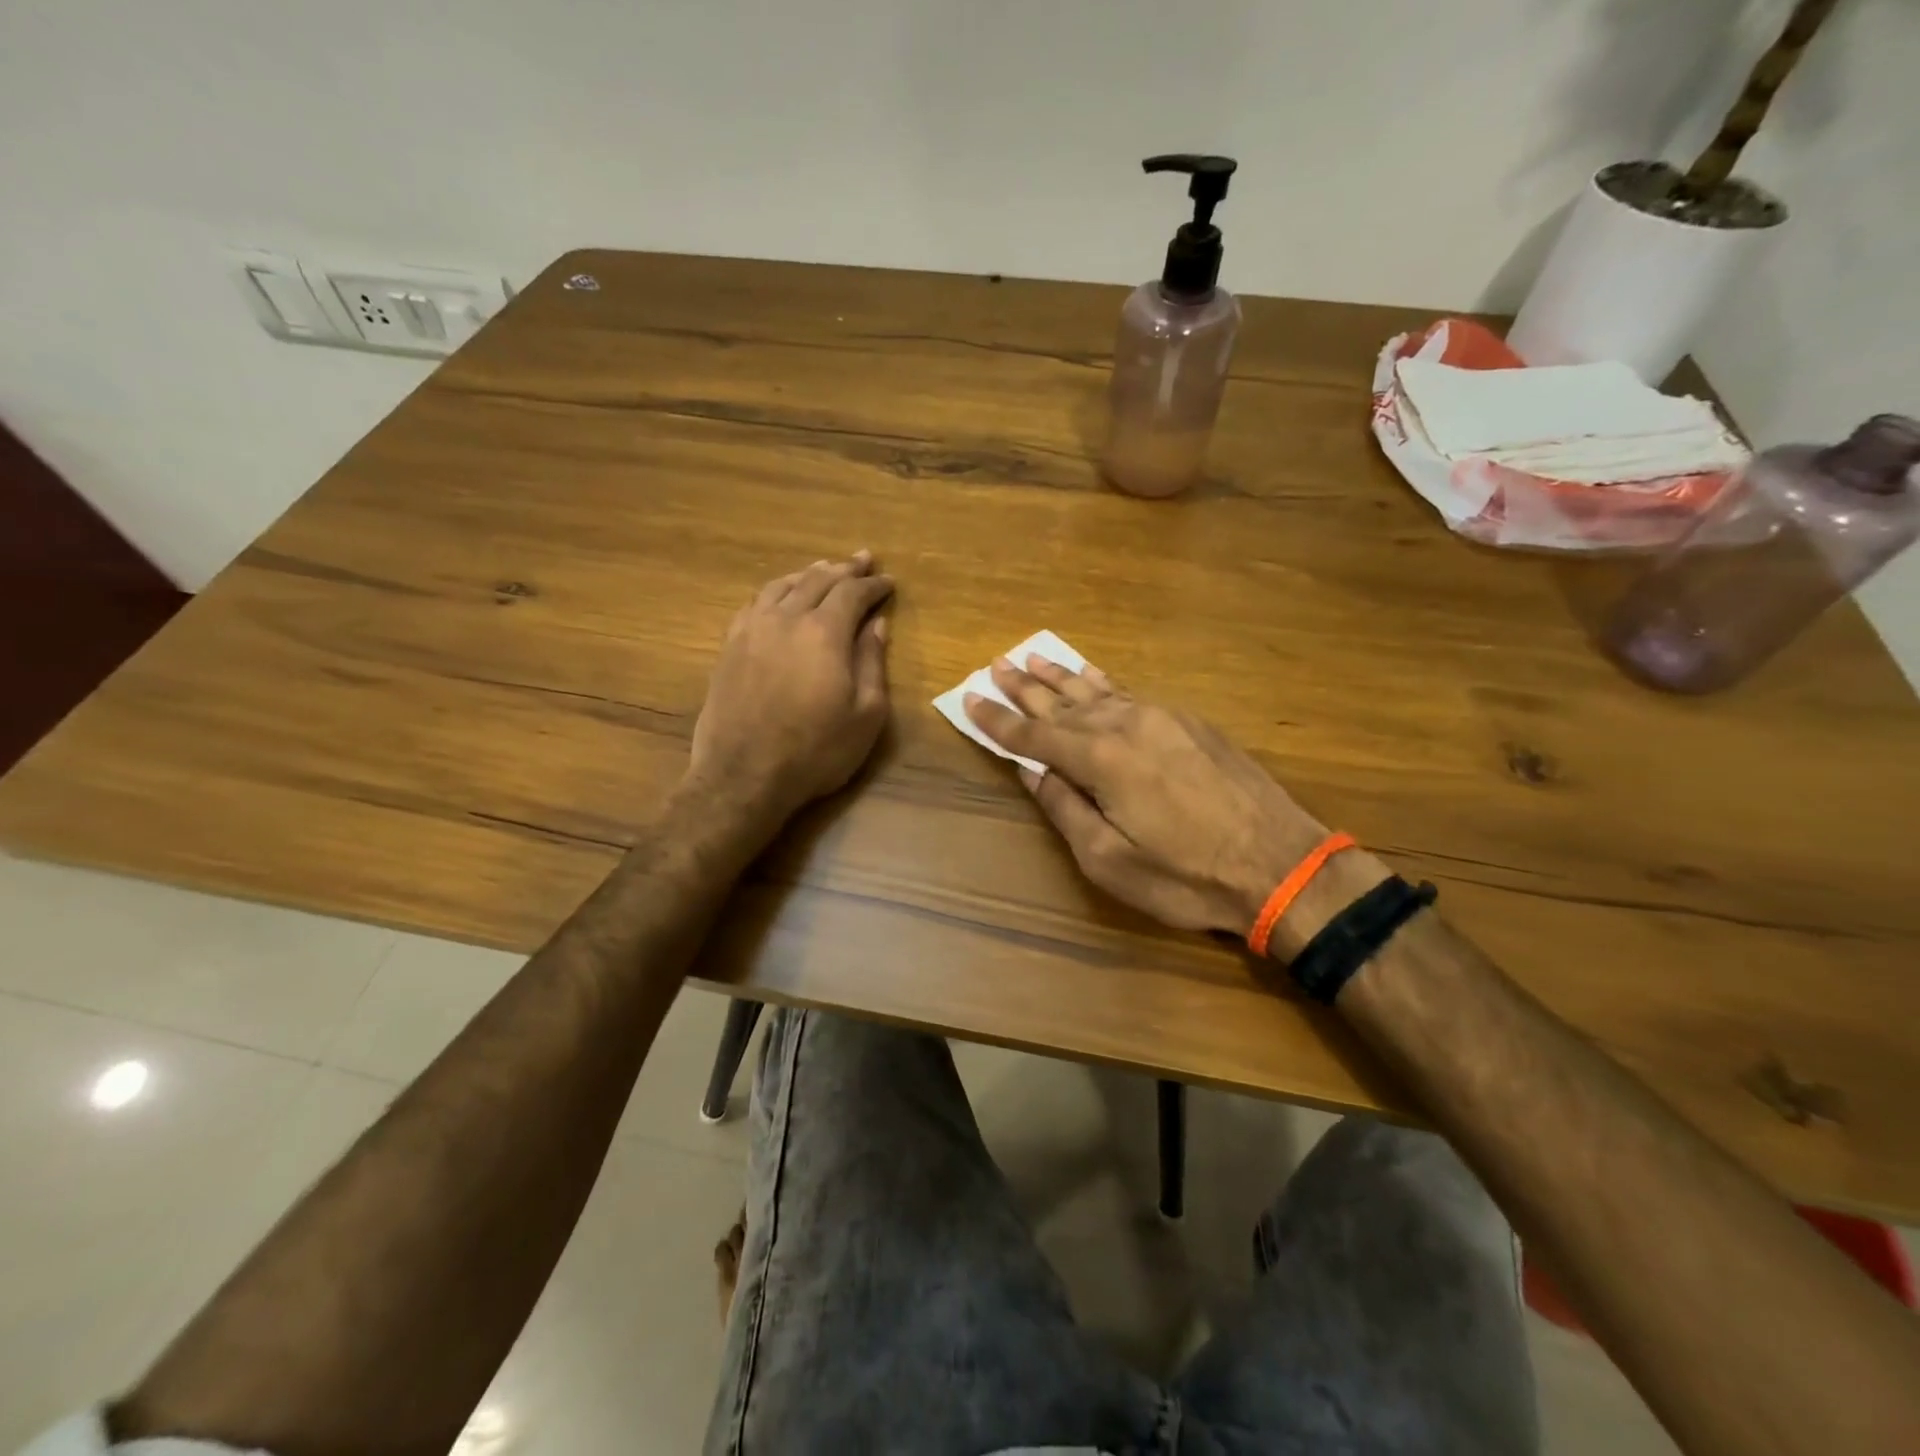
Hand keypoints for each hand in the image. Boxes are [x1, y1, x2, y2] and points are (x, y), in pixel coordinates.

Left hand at [690, 552, 893, 823]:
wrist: (744, 776)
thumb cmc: (816, 751)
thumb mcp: (865, 715)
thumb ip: (872, 663)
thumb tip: (876, 625)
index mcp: (824, 632)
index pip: (853, 593)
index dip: (873, 584)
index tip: (888, 582)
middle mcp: (786, 618)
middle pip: (818, 580)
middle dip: (845, 569)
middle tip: (863, 560)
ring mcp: (752, 629)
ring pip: (783, 585)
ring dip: (809, 573)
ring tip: (825, 569)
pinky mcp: (730, 646)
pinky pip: (755, 603)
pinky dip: (775, 590)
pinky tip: (780, 595)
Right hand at [964, 657, 1333, 936]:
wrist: (1281, 864)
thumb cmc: (1186, 876)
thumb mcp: (1109, 860)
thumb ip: (1065, 809)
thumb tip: (1033, 772)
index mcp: (1100, 759)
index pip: (1033, 735)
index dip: (997, 720)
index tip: (970, 698)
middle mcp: (1126, 725)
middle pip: (1062, 703)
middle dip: (1024, 687)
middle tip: (996, 665)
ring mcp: (1162, 718)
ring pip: (1097, 691)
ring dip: (1060, 677)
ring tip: (1032, 658)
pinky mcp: (1190, 722)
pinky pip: (1131, 692)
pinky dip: (1103, 681)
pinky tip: (1090, 673)